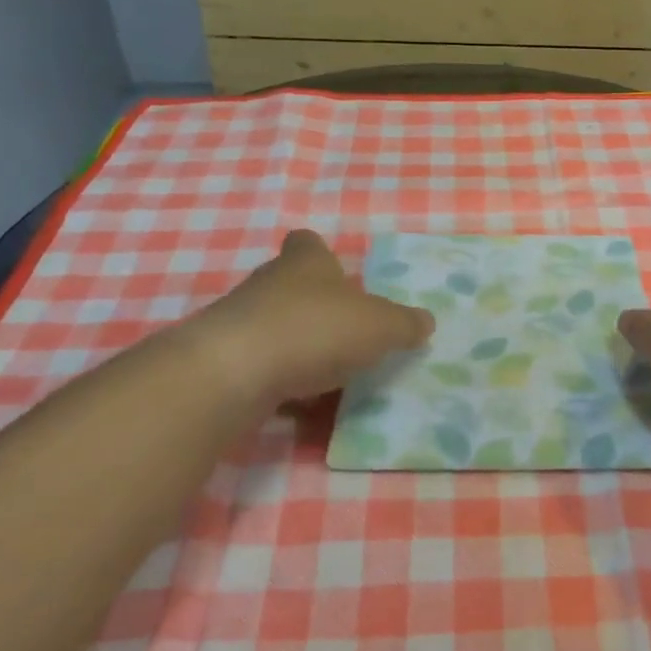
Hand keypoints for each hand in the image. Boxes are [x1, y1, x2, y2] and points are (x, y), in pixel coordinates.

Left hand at [192, 229, 433, 406]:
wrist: (233, 372)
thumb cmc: (314, 329)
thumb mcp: (379, 326)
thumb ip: (404, 324)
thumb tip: (426, 322)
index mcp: (305, 262)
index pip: (308, 243)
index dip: (322, 254)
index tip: (338, 274)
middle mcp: (269, 283)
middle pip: (292, 286)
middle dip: (317, 307)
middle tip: (347, 333)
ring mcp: (241, 321)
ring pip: (276, 328)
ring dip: (298, 347)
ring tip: (330, 376)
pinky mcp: (224, 360)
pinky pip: (261, 367)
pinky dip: (280, 383)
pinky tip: (301, 407)